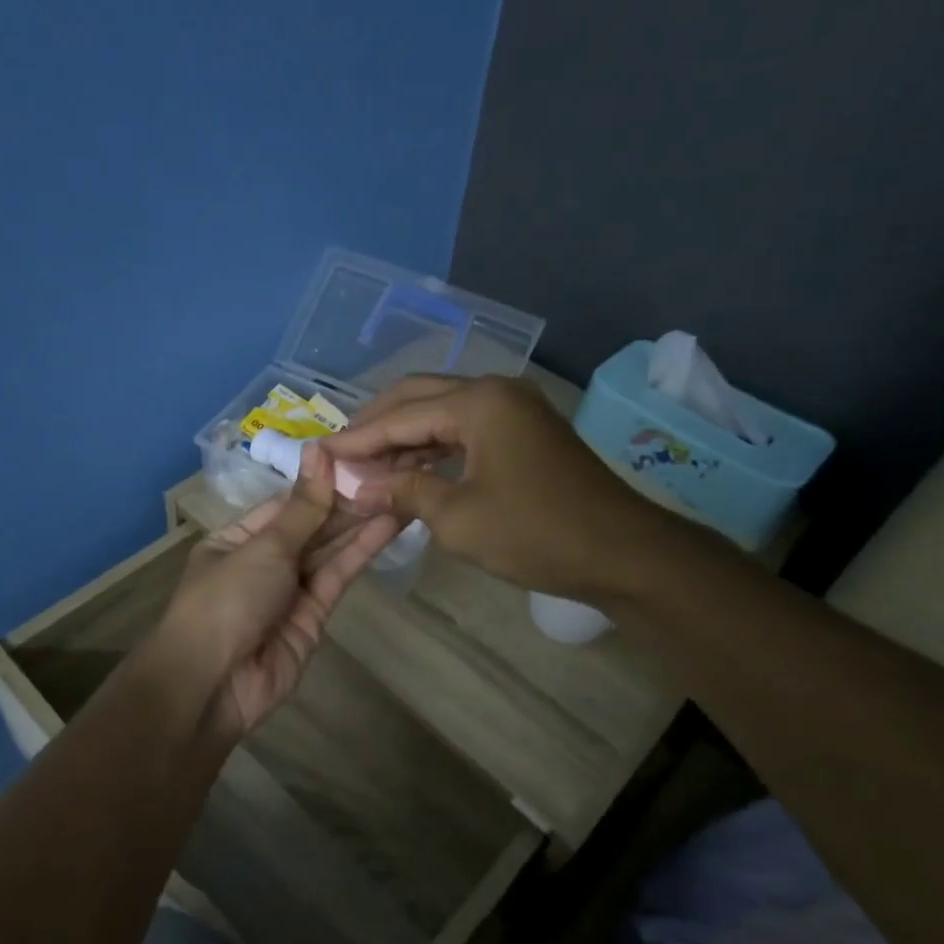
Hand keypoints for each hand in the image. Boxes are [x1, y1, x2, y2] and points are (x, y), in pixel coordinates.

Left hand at [158, 443, 400, 736]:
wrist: (213, 684)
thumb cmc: (227, 599)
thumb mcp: (264, 546)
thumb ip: (303, 506)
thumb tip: (319, 450)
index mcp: (237, 538)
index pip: (285, 503)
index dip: (320, 481)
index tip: (358, 456)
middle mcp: (263, 561)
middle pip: (310, 526)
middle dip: (345, 502)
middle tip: (390, 471)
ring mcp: (289, 590)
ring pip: (328, 550)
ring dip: (360, 523)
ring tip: (399, 491)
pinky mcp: (314, 617)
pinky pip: (337, 577)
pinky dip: (361, 552)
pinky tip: (388, 525)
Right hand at [321, 375, 669, 600]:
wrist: (622, 553)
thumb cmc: (536, 533)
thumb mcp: (458, 518)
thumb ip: (404, 491)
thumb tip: (360, 487)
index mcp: (478, 402)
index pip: (400, 415)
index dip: (358, 438)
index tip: (321, 454)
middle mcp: (496, 390)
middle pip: (419, 397)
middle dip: (377, 425)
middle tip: (342, 454)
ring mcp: (514, 407)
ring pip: (442, 411)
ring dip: (405, 437)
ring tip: (369, 467)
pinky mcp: (525, 429)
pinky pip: (467, 428)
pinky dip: (435, 446)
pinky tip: (411, 469)